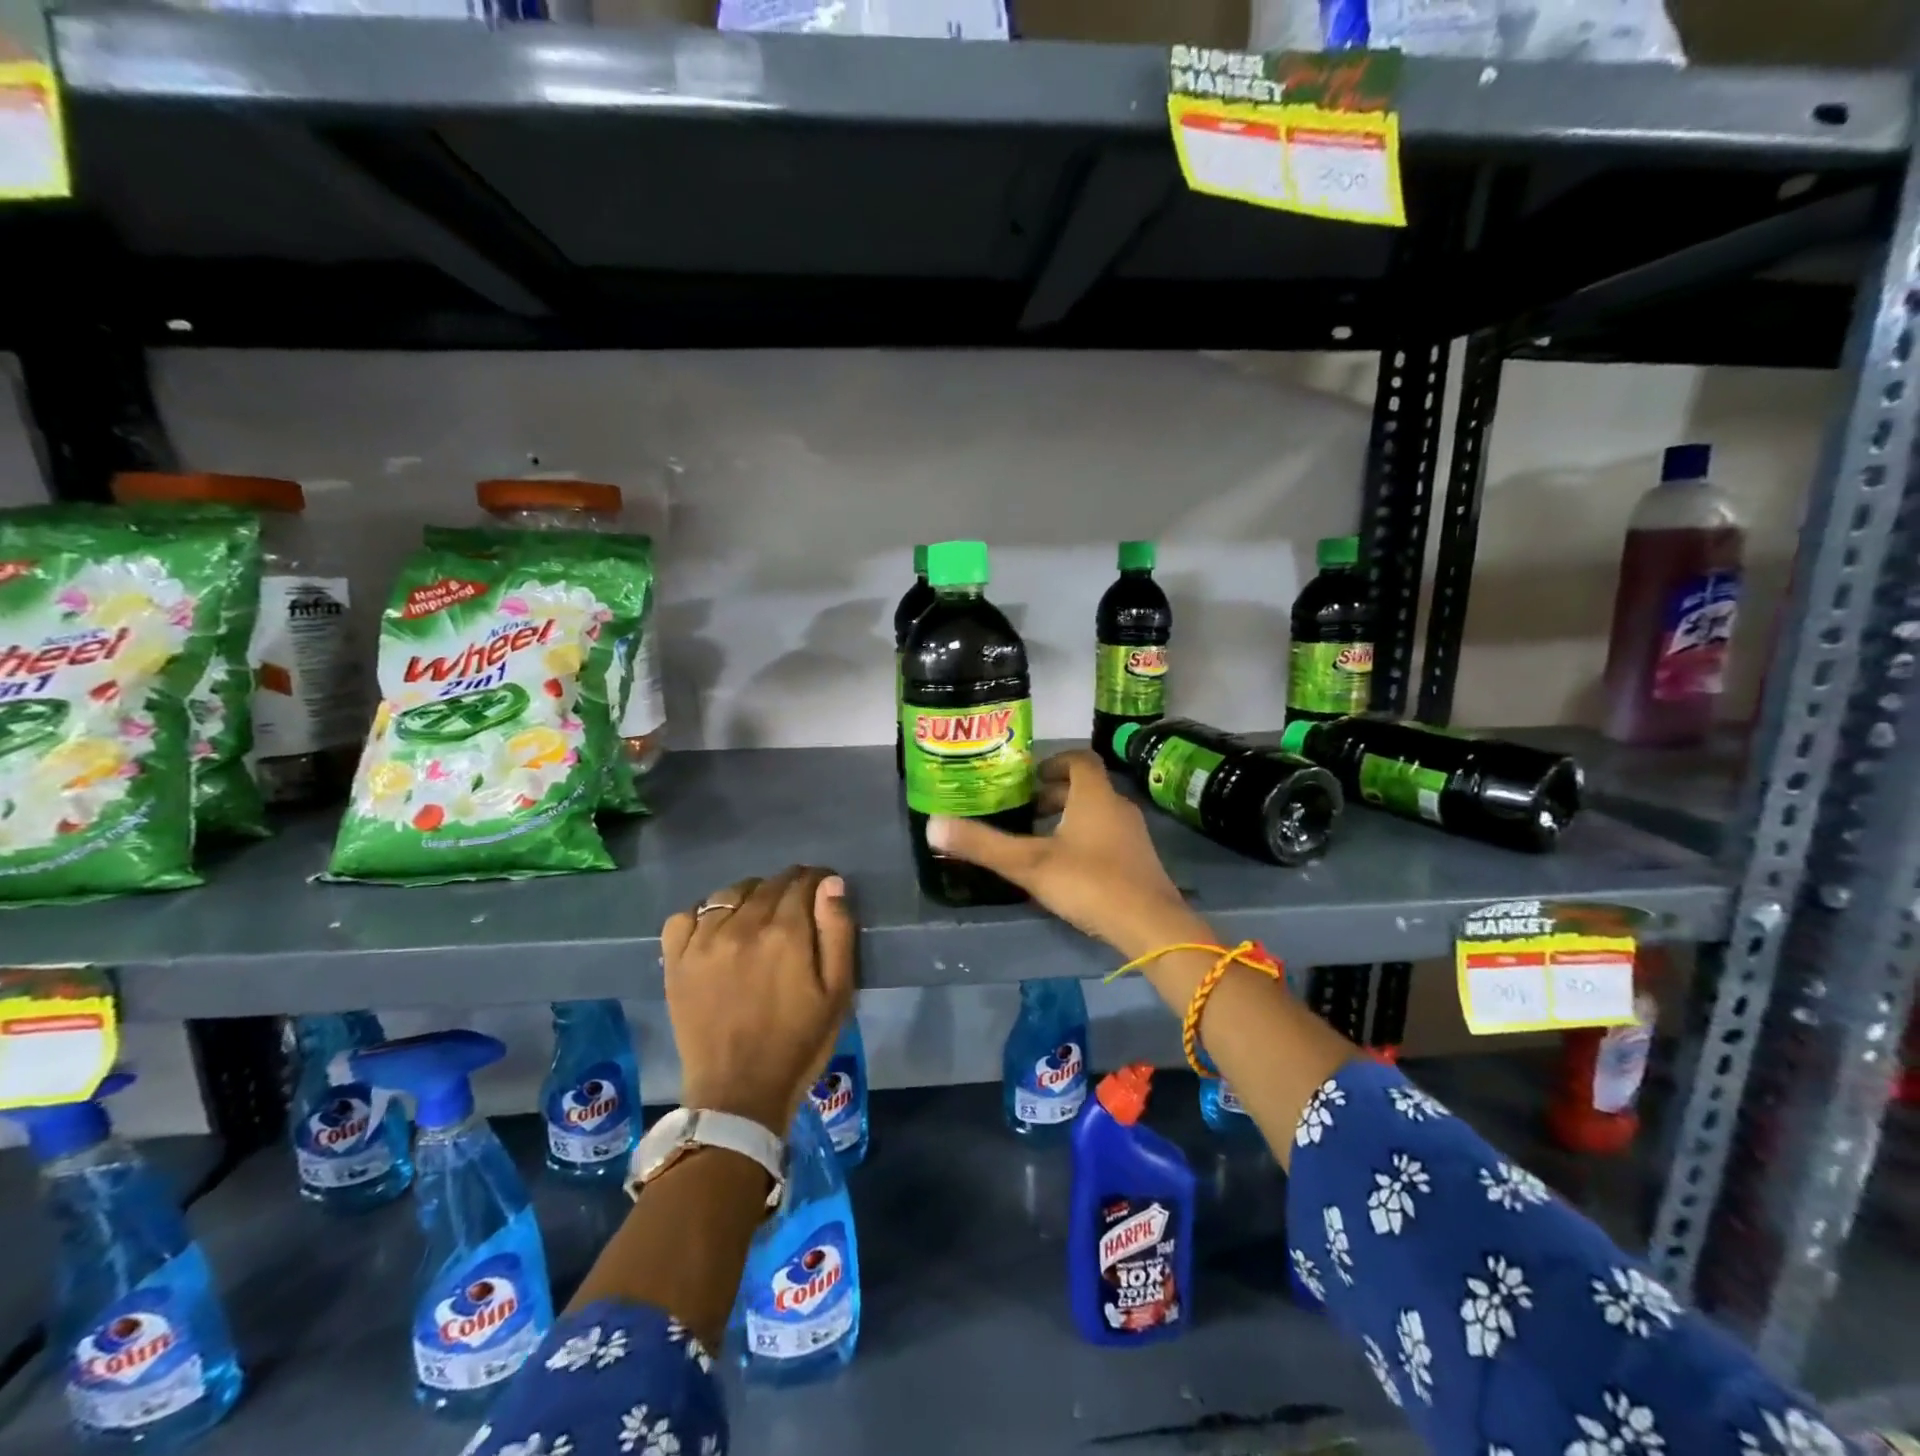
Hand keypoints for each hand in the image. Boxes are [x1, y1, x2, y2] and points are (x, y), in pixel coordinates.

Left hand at [662, 866, 856, 1134]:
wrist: (738, 1093)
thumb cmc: (799, 1043)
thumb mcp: (837, 992)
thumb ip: (837, 932)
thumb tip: (831, 883)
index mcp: (785, 933)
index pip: (803, 882)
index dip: (818, 881)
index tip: (824, 892)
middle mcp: (742, 925)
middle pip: (769, 884)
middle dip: (789, 887)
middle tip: (797, 908)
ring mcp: (703, 941)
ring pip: (730, 893)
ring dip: (751, 896)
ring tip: (759, 917)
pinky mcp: (676, 960)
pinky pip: (686, 915)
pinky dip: (704, 914)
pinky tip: (717, 930)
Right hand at [927, 750, 1208, 959]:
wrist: (1151, 926)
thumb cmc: (1089, 882)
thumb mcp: (1029, 864)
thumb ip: (982, 845)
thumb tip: (932, 824)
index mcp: (1095, 796)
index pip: (1079, 759)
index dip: (1054, 762)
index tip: (1029, 778)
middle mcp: (1118, 807)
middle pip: (1086, 788)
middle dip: (1055, 795)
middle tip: (1025, 811)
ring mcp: (1134, 835)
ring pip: (1098, 814)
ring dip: (1070, 819)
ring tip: (1039, 840)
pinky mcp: (1140, 862)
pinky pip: (1109, 838)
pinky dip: (1086, 841)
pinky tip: (1067, 869)